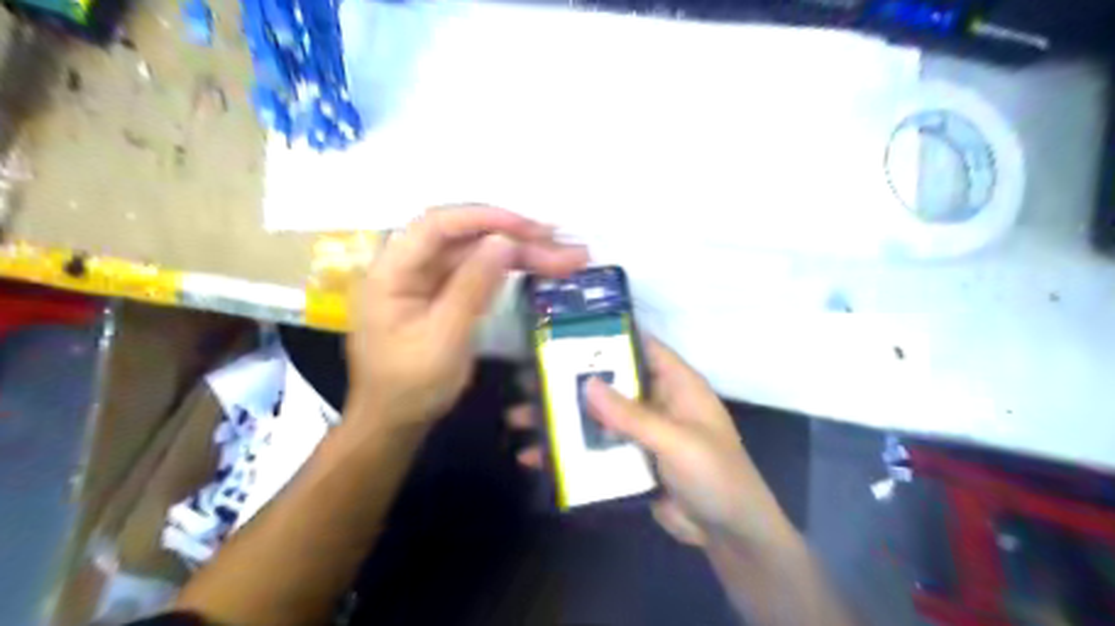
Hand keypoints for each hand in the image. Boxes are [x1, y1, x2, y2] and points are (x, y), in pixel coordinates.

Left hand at [351, 205, 586, 430]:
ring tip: (567, 257)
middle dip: (515, 238)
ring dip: (521, 252)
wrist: (396, 422)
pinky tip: (541, 266)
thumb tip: (504, 241)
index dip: (485, 219)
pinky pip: (480, 271)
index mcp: (391, 272)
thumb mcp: (443, 340)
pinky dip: (511, 269)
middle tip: (564, 246)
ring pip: (478, 252)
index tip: (529, 229)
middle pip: (465, 237)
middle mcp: (409, 265)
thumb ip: (472, 287)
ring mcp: (429, 278)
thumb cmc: (411, 387)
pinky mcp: (445, 291)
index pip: (437, 226)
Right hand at [506, 339, 792, 550]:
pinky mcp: (628, 459)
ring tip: (518, 418)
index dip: (607, 336)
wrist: (729, 533)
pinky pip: (595, 448)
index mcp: (676, 384)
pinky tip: (534, 457)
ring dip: (561, 418)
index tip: (565, 331)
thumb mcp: (677, 441)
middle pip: (608, 382)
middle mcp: (655, 401)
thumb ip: (632, 415)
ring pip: (596, 416)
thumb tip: (587, 383)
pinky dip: (568, 451)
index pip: (640, 346)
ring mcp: (640, 432)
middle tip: (525, 379)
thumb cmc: (716, 475)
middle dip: (569, 381)